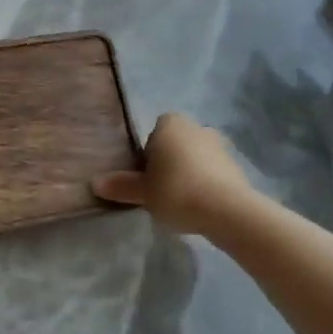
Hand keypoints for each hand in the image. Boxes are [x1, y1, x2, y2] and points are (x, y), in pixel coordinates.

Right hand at [93, 112, 254, 237]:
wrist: (227, 210)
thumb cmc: (177, 191)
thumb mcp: (143, 192)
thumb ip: (121, 186)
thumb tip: (95, 183)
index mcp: (170, 123)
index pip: (152, 135)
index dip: (147, 157)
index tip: (147, 180)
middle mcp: (195, 126)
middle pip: (175, 145)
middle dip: (169, 164)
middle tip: (161, 192)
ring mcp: (219, 144)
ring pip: (195, 158)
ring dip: (189, 174)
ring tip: (182, 202)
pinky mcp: (236, 165)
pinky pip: (212, 172)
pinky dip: (206, 184)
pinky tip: (201, 206)